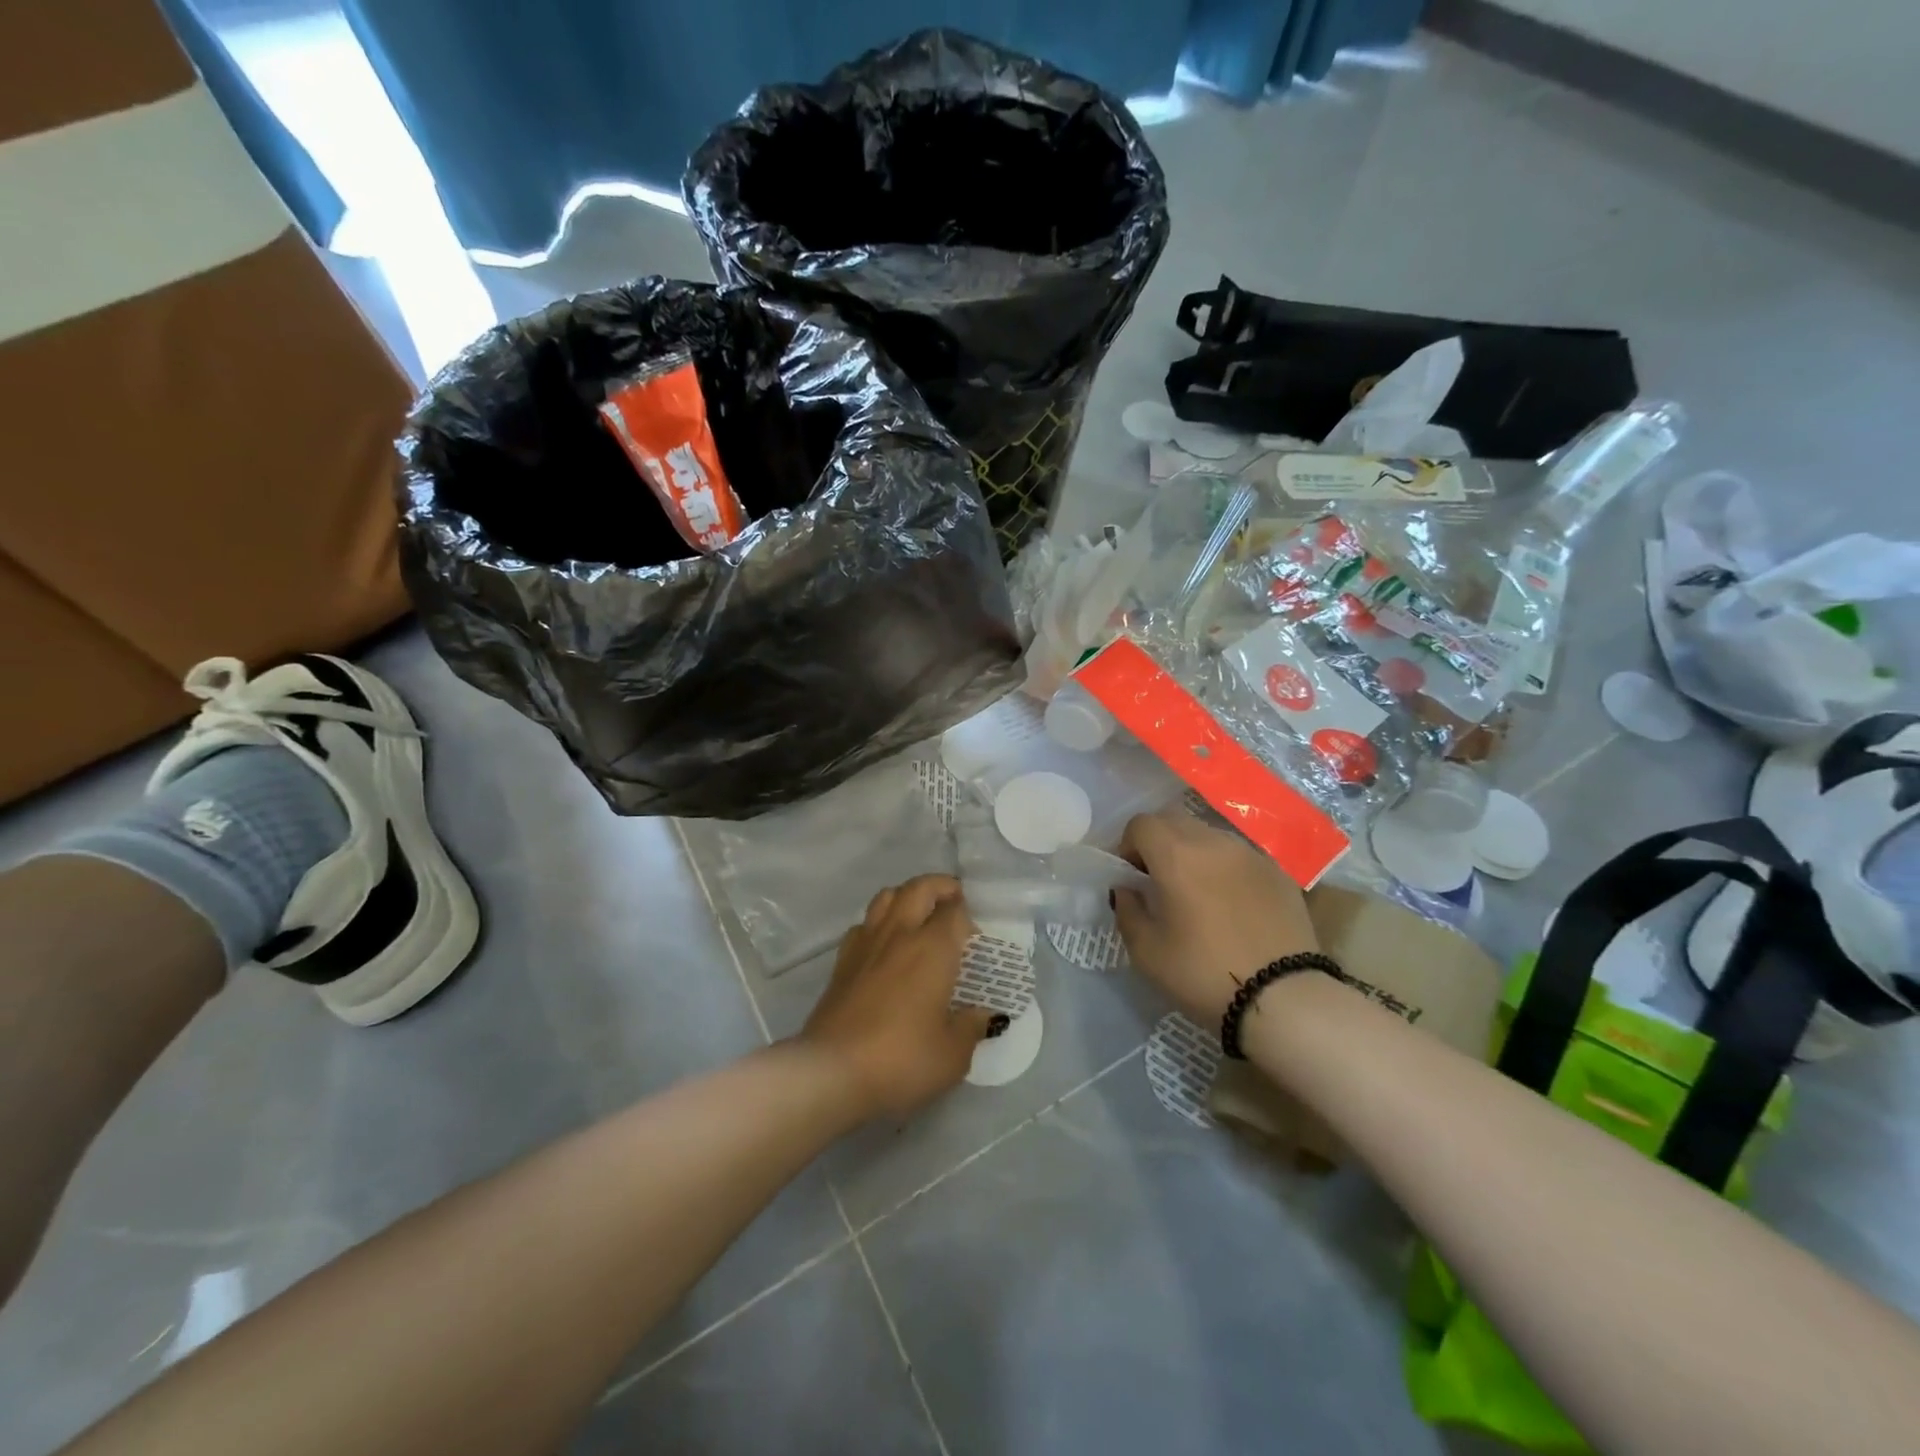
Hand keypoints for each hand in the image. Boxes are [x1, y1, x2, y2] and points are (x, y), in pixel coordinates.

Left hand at [799, 875, 996, 1121]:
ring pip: (887, 896)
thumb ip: (971, 1028)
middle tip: (953, 900)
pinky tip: (885, 945)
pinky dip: (879, 922)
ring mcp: (866, 944)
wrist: (832, 1072)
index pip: (954, 911)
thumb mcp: (952, 1055)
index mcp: (933, 948)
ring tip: (919, 915)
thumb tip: (985, 1015)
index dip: (967, 915)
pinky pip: (863, 924)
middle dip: (940, 886)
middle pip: (919, 888)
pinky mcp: (841, 961)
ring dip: (907, 896)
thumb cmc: (902, 1059)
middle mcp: (900, 934)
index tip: (975, 936)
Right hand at [1114, 810, 1320, 1023]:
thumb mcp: (1147, 952)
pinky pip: (1239, 856)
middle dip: (1159, 842)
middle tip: (1159, 881)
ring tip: (1196, 892)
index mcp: (1176, 855)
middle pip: (1175, 820)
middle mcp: (1213, 842)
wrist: (1285, 999)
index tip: (1132, 877)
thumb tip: (1127, 890)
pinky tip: (1231, 905)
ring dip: (1193, 852)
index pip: (1141, 824)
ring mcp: (1250, 854)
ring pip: (1209, 835)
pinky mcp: (1278, 872)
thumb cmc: (1204, 973)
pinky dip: (1225, 868)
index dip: (1128, 846)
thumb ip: (1128, 910)